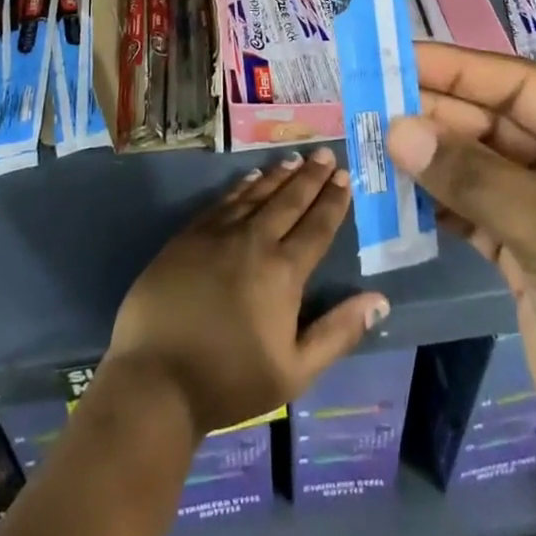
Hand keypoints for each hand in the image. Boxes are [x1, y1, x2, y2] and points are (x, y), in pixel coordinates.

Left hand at [107, 148, 389, 436]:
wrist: (156, 380)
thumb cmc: (230, 381)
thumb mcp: (295, 371)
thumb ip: (338, 332)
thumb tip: (379, 301)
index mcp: (283, 272)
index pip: (316, 227)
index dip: (332, 200)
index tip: (344, 176)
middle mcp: (253, 242)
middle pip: (288, 201)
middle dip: (310, 176)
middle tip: (325, 154)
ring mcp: (217, 235)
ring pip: (255, 194)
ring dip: (278, 175)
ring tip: (294, 159)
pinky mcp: (187, 237)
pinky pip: (222, 202)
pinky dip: (241, 186)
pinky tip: (250, 177)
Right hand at [388, 43, 535, 535]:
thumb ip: (472, 175)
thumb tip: (396, 128)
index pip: (520, 85)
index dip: (458, 67)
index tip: (396, 58)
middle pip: (496, 121)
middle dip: (437, 113)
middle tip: (369, 106)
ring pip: (479, 165)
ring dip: (430, 156)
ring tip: (372, 144)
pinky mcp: (527, 255)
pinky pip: (473, 210)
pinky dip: (437, 200)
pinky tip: (397, 192)